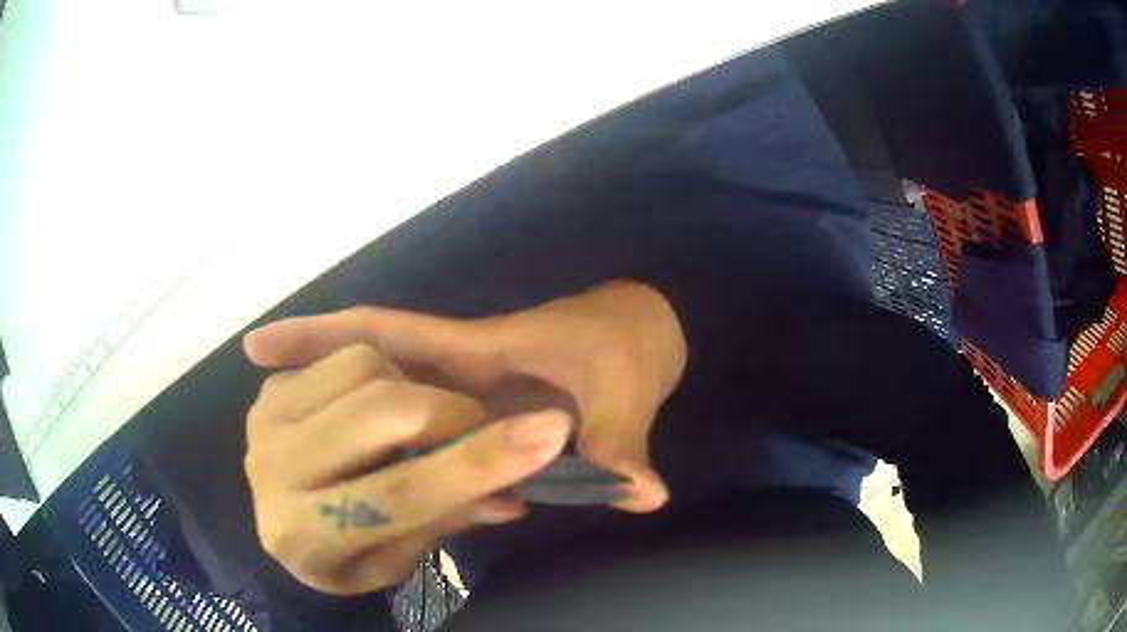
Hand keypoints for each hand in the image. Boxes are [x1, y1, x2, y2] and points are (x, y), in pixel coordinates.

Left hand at [243, 343, 571, 594]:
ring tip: (417, 419)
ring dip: (412, 387)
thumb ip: (449, 518)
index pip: (404, 494)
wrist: (277, 529)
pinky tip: (379, 403)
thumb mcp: (396, 561)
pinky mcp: (267, 391)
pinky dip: (379, 371)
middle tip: (472, 427)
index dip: (481, 461)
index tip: (550, 430)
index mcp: (307, 536)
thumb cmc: (342, 558)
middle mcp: (273, 471)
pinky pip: (341, 353)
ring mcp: (264, 420)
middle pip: (380, 411)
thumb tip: (515, 491)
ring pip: (363, 366)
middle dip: (447, 412)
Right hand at [244, 280, 686, 513]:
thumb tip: (645, 496)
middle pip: (364, 372)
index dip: (315, 339)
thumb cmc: (626, 349)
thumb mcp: (626, 390)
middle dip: (315, 390)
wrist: (635, 334)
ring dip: (345, 427)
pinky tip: (370, 485)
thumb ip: (622, 443)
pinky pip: (416, 431)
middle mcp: (452, 369)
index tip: (256, 348)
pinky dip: (393, 454)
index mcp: (475, 350)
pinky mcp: (471, 411)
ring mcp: (458, 390)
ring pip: (384, 405)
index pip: (380, 336)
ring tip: (300, 472)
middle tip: (271, 444)